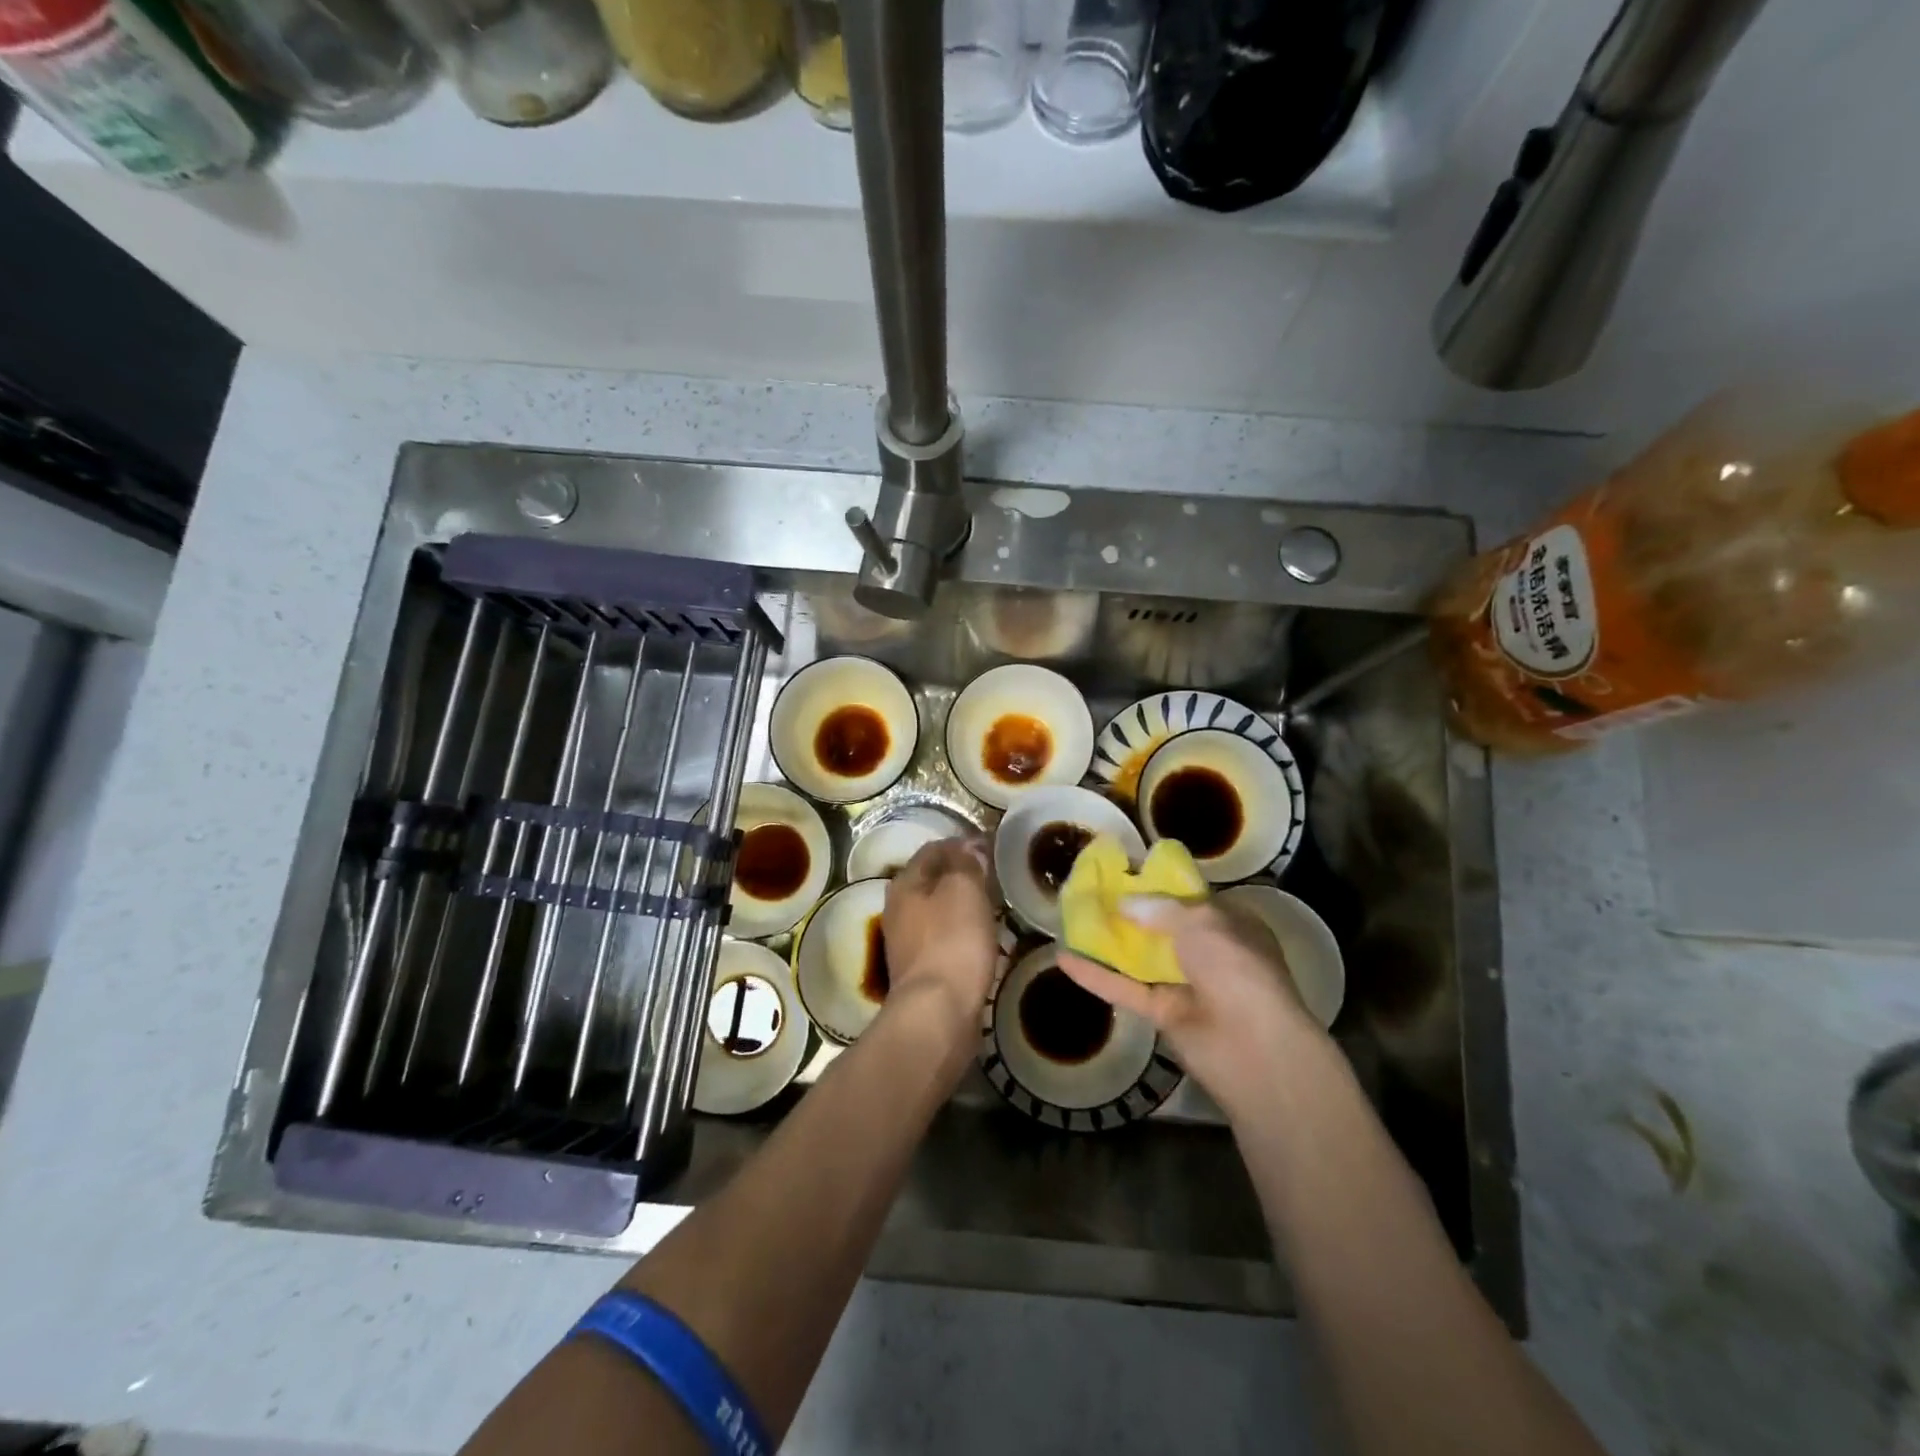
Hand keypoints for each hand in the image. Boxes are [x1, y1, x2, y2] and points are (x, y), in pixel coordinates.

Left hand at [880, 837, 998, 1036]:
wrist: (938, 1013)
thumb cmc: (952, 942)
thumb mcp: (963, 890)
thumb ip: (966, 863)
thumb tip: (969, 846)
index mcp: (905, 884)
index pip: (933, 849)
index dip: (961, 842)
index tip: (991, 845)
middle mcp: (899, 909)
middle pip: (932, 880)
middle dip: (961, 874)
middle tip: (995, 875)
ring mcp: (907, 943)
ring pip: (938, 910)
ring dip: (962, 904)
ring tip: (994, 905)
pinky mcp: (922, 971)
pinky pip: (945, 938)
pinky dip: (963, 932)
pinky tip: (983, 938)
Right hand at [1059, 897, 1333, 1123]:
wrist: (1253, 1046)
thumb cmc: (1236, 967)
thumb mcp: (1201, 921)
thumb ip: (1159, 908)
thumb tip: (1125, 902)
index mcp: (1230, 925)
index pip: (1190, 899)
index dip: (1158, 885)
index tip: (1122, 872)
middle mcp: (1208, 953)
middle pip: (1160, 928)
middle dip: (1127, 911)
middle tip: (1088, 891)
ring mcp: (1184, 985)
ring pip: (1138, 958)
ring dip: (1107, 941)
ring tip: (1069, 918)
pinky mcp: (1162, 1014)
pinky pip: (1125, 989)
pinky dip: (1095, 976)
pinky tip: (1062, 958)